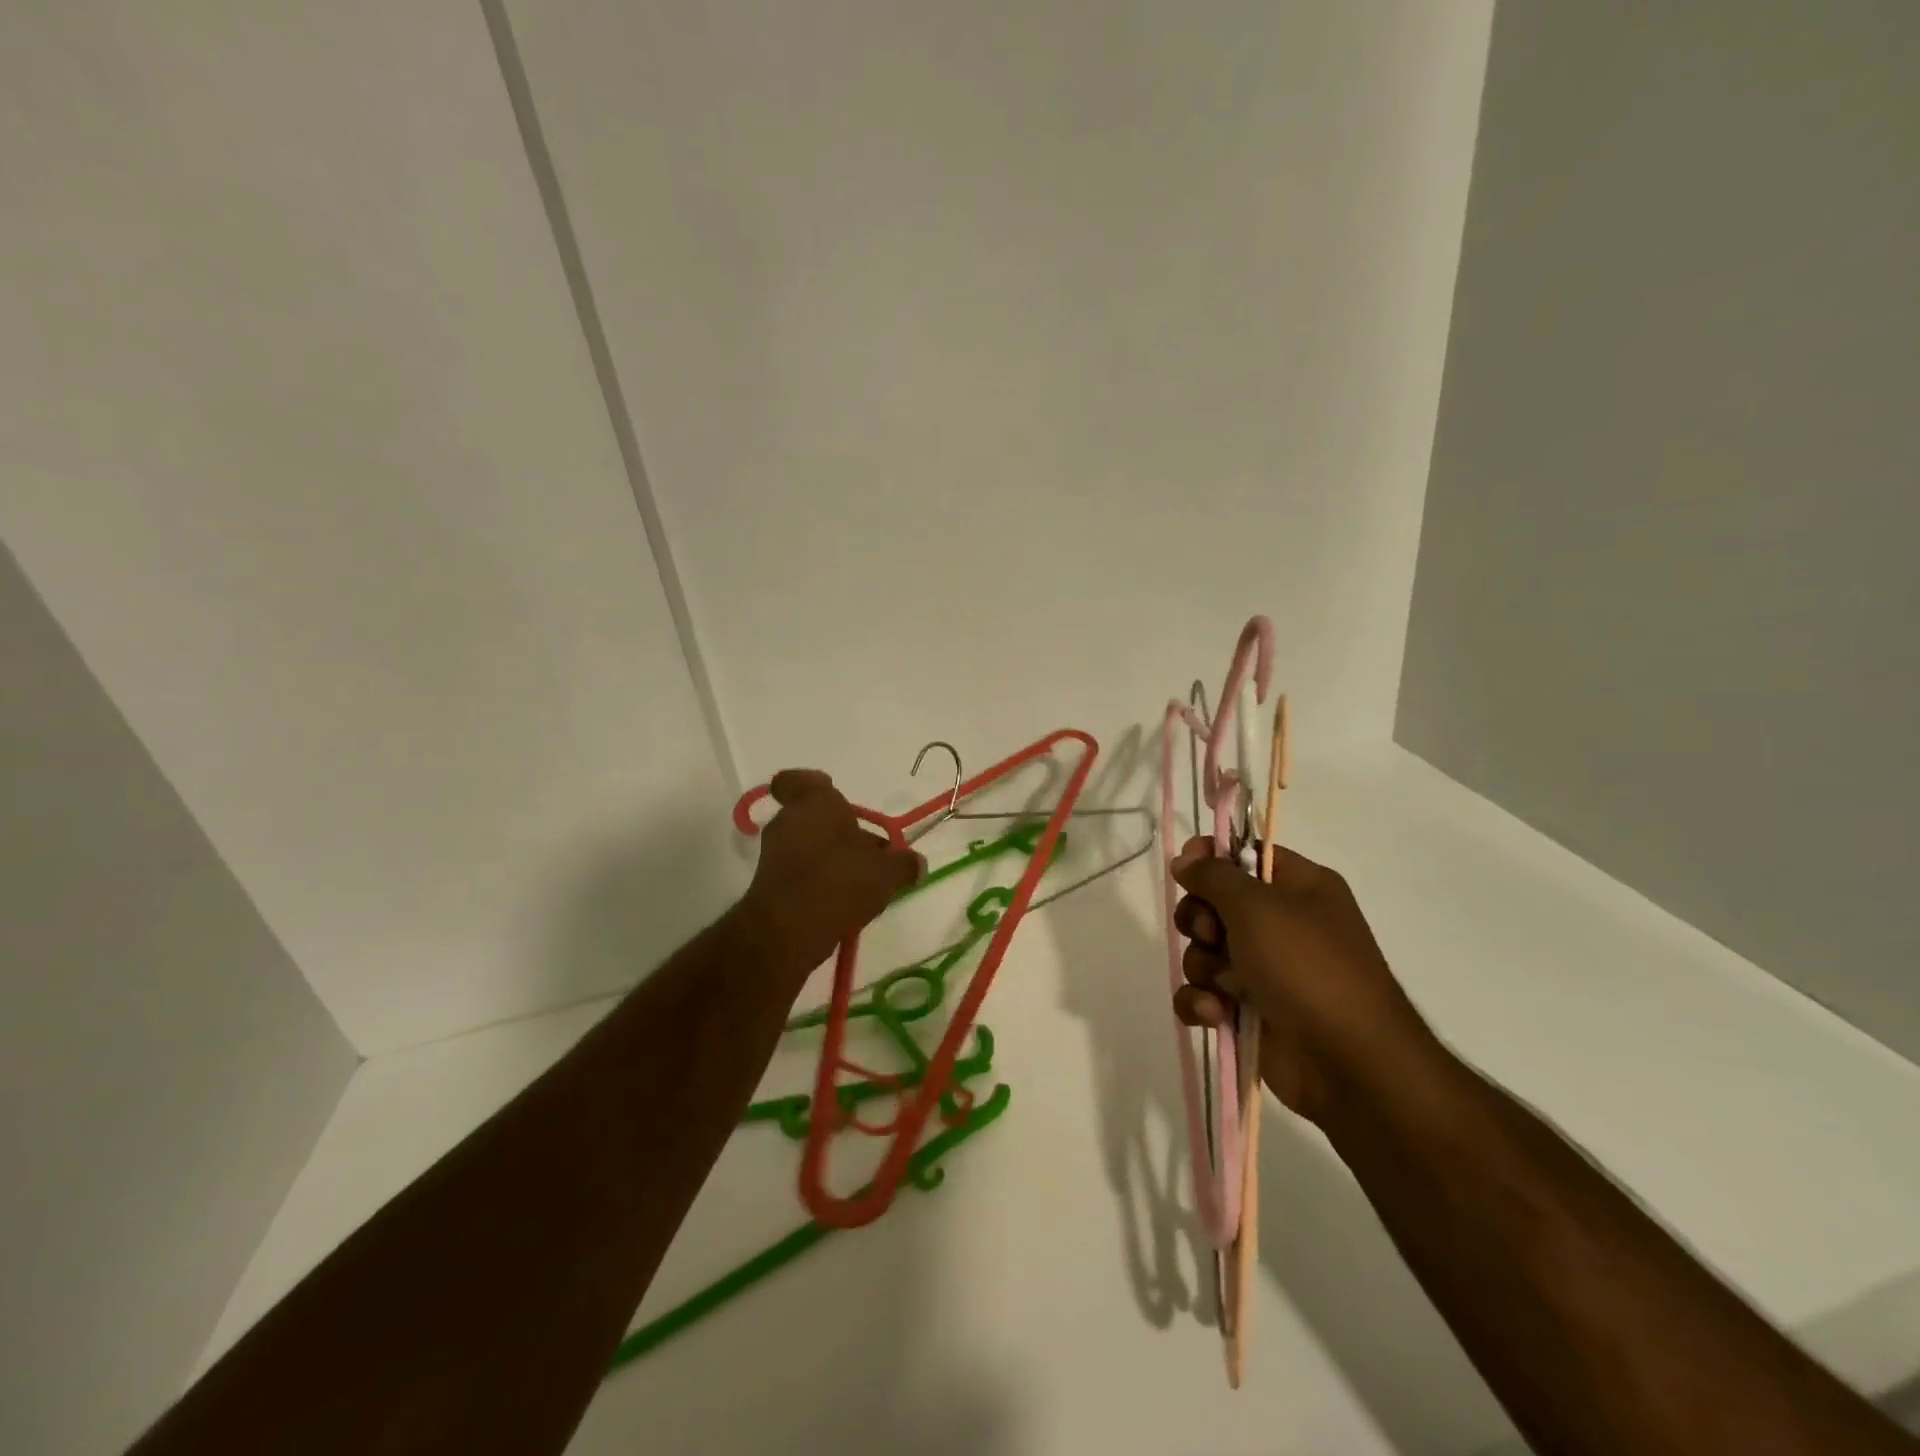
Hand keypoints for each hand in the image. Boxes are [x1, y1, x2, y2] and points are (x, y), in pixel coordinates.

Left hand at [740, 770, 925, 973]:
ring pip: (810, 845)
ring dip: (834, 859)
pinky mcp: (770, 884)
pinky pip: (801, 872)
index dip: (816, 787)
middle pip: (817, 818)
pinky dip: (820, 881)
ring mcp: (775, 853)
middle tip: (873, 853)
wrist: (787, 933)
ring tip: (865, 884)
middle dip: (844, 834)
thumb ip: (904, 864)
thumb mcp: (886, 873)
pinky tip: (844, 903)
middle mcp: (788, 820)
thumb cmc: (838, 883)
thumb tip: (917, 863)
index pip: (798, 780)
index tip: (839, 804)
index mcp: (813, 802)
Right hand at [1170, 835, 1436, 1123]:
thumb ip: (1214, 875)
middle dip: (1201, 921)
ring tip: (1225, 988)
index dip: (1211, 858)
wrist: (1350, 1065)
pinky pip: (1204, 993)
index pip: (1245, 854)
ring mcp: (1265, 970)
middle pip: (1214, 904)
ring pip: (1204, 951)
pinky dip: (1201, 1002)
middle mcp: (1283, 924)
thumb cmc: (1308, 969)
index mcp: (1300, 887)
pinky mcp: (1249, 1011)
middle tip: (1213, 936)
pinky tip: (1214, 1015)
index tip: (1186, 869)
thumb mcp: (1257, 907)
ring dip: (1203, 967)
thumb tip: (1185, 859)